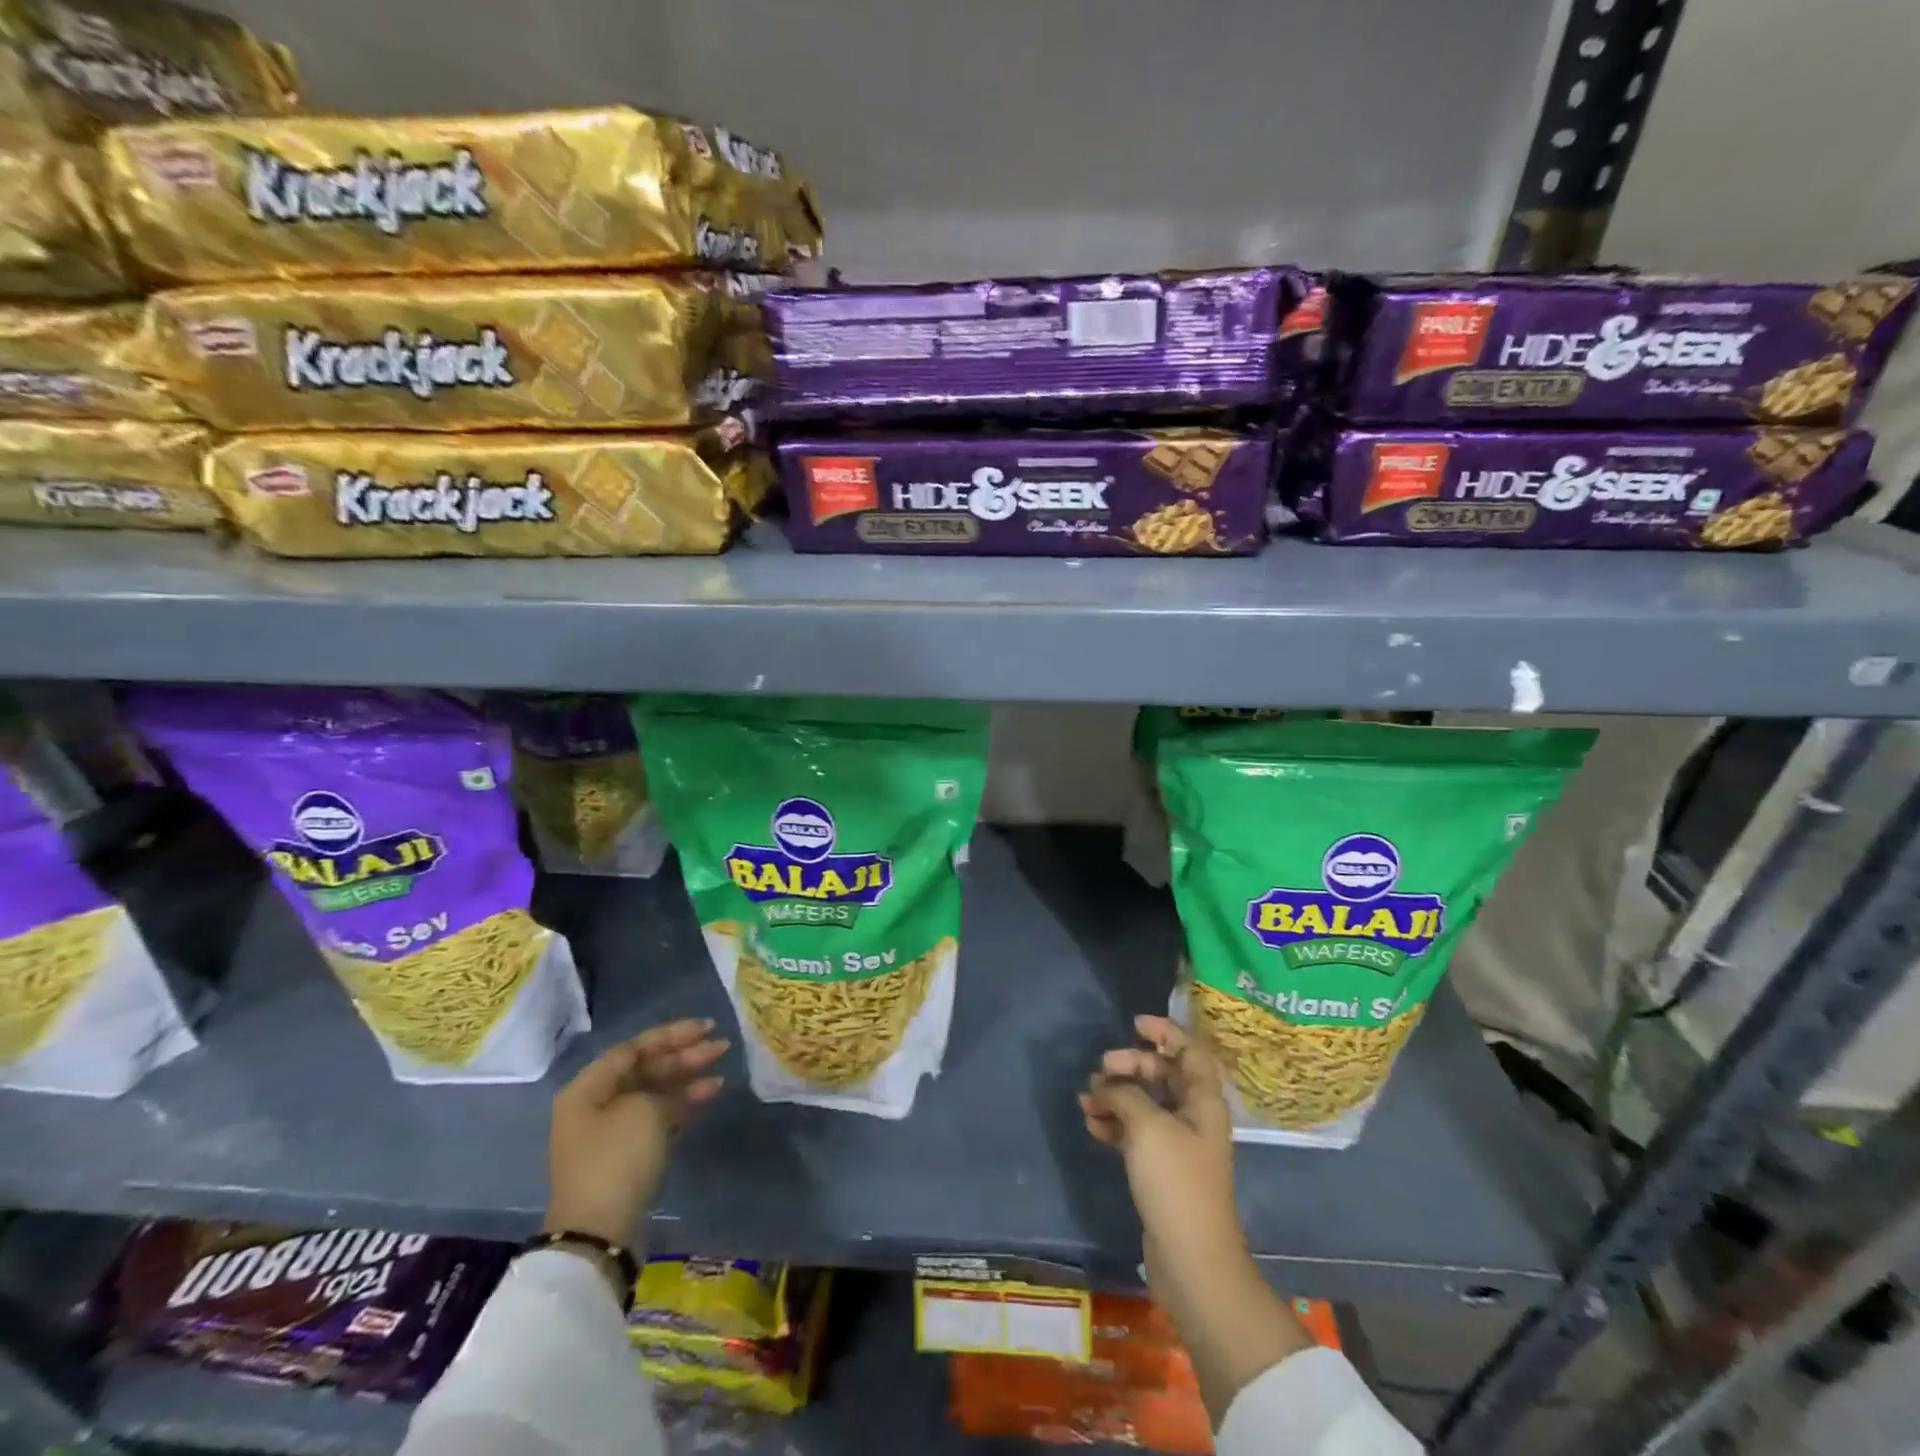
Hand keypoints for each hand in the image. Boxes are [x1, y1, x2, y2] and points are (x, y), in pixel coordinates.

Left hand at [544, 1018, 727, 1248]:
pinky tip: (712, 1091)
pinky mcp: (628, 1154)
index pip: (634, 1048)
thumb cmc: (616, 1159)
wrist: (599, 1232)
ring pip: (656, 1090)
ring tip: (722, 1065)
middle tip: (720, 1045)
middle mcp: (597, 1104)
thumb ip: (663, 1087)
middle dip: (684, 1054)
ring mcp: (612, 1131)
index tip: (705, 1028)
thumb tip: (675, 1091)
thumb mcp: (644, 1110)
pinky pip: (659, 1115)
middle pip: (646, 1068)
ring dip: (688, 1077)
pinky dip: (684, 1102)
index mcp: (589, 1088)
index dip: (671, 1034)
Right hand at [1079, 1015, 1245, 1268]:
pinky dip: (1114, 1124)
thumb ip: (1125, 1094)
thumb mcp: (1148, 1127)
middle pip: (1163, 1074)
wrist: (1192, 1261)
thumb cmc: (1176, 1183)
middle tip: (1103, 1067)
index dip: (1166, 1031)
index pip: (1190, 1051)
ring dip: (1116, 1095)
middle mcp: (1194, 1117)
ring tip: (1086, 1099)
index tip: (1134, 1023)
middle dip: (1132, 1064)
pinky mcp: (1160, 1171)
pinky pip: (1135, 1132)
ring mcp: (1177, 1145)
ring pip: (1145, 1104)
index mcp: (1203, 1101)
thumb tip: (1107, 1085)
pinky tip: (1091, 1124)